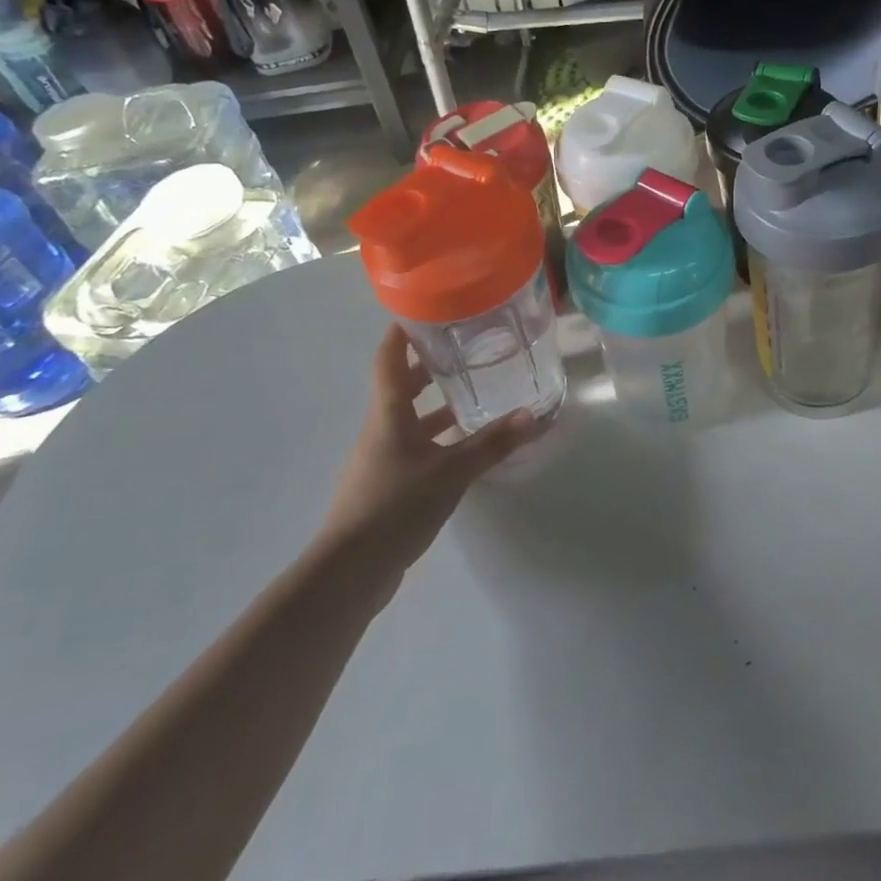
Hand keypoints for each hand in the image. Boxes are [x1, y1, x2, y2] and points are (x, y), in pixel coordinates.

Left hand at [322, 325, 543, 592]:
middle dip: (430, 366)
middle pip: (402, 386)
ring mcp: (380, 457)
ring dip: (437, 405)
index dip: (401, 331)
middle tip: (466, 349)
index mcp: (388, 413)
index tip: (423, 308)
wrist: (349, 572)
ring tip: (473, 395)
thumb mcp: (451, 472)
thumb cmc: (395, 506)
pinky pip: (414, 446)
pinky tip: (462, 447)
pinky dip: (436, 437)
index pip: (388, 358)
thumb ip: (491, 443)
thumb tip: (531, 415)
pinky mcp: (385, 484)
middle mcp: (381, 428)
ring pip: (410, 418)